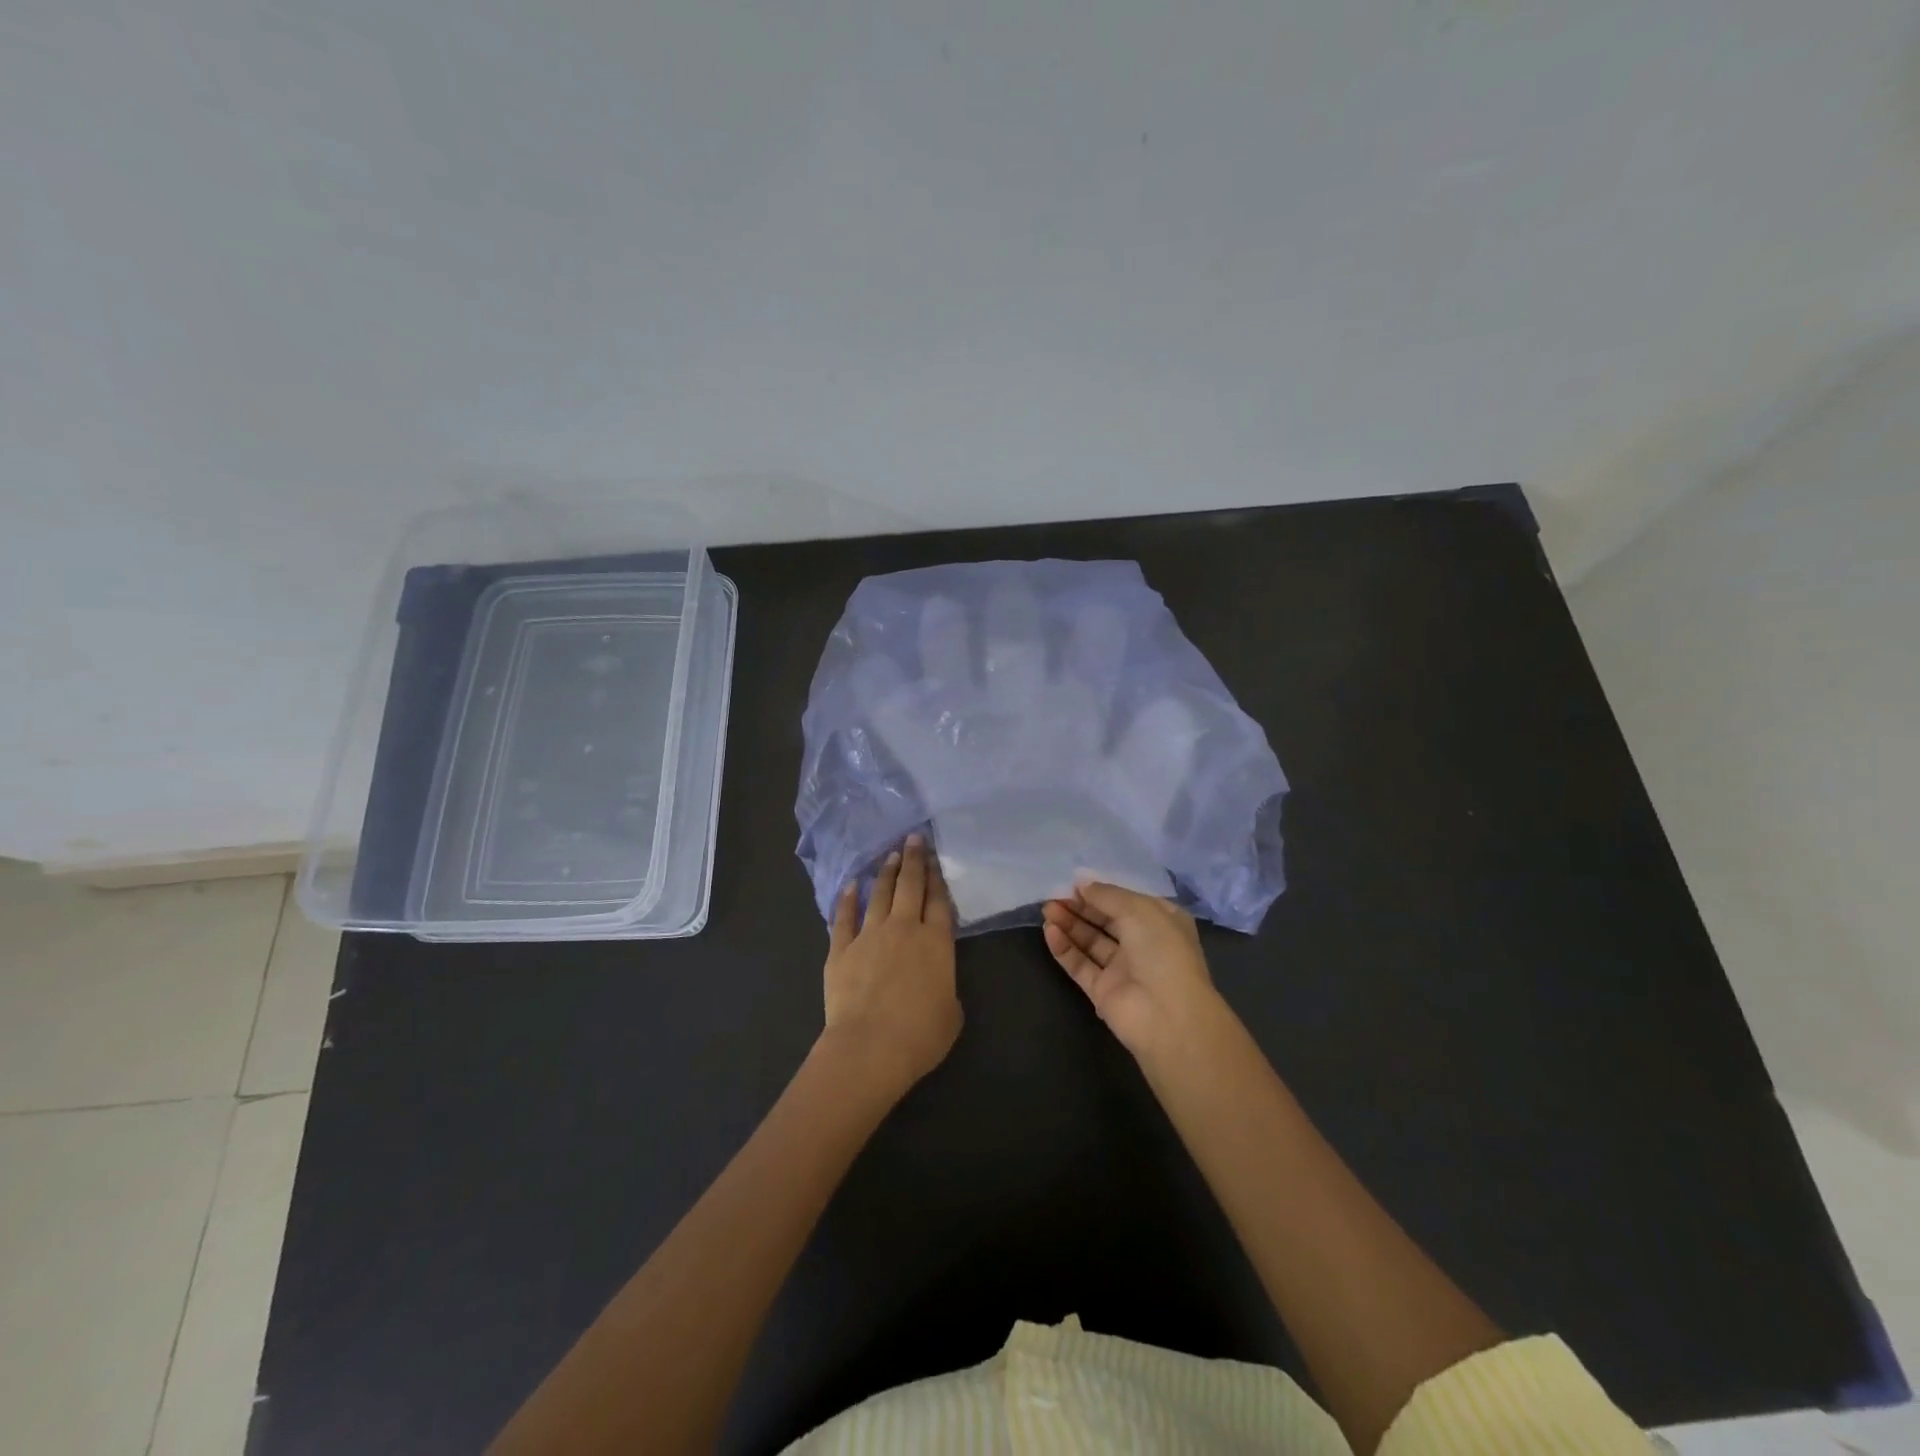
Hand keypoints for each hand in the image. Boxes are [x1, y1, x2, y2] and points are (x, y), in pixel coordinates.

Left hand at [821, 835, 961, 1101]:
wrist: (869, 1047)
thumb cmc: (919, 1036)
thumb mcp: (951, 1015)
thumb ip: (946, 990)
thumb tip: (936, 986)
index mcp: (936, 943)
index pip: (939, 901)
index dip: (938, 877)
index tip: (935, 858)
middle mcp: (904, 929)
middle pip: (910, 886)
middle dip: (913, 859)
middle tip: (914, 838)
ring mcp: (870, 935)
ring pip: (879, 894)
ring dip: (886, 873)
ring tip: (890, 855)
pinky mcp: (840, 949)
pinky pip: (844, 917)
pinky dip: (847, 900)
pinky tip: (850, 886)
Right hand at [1042, 881, 1223, 1061]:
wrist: (1169, 1016)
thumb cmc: (1162, 952)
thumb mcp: (1138, 910)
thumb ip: (1107, 895)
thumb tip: (1082, 885)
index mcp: (1160, 922)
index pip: (1126, 901)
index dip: (1101, 892)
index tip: (1074, 884)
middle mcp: (1142, 943)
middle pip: (1105, 920)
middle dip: (1080, 907)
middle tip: (1054, 896)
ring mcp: (1122, 969)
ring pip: (1090, 942)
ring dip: (1069, 924)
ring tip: (1047, 910)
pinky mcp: (1103, 991)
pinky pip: (1080, 965)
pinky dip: (1065, 948)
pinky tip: (1050, 932)